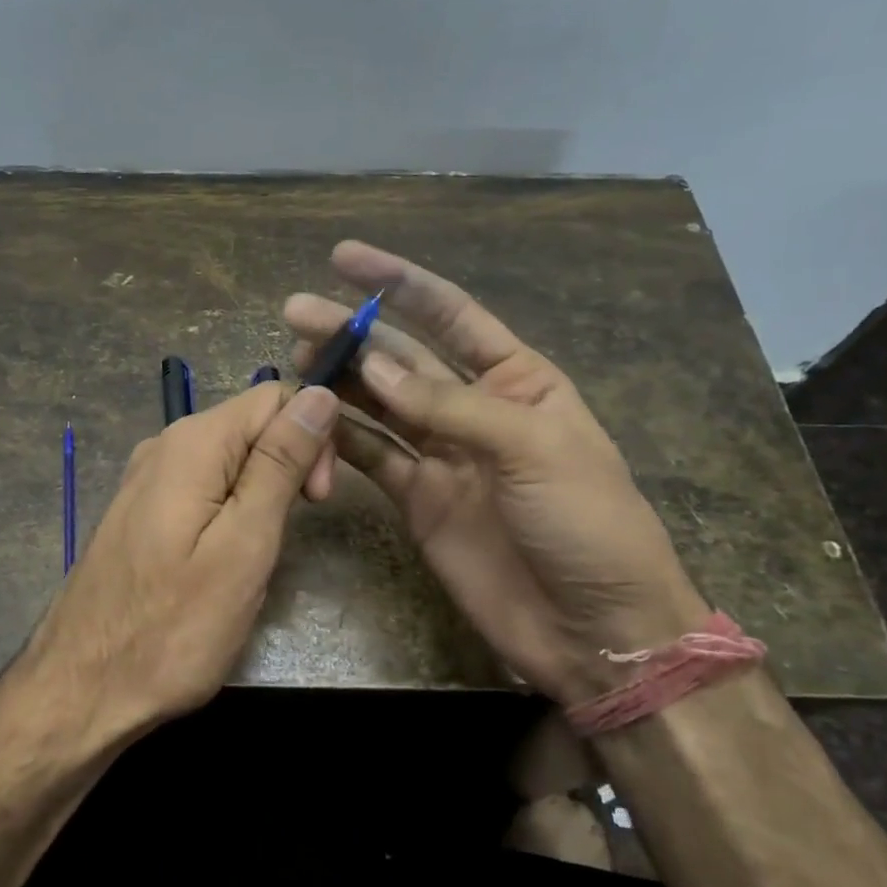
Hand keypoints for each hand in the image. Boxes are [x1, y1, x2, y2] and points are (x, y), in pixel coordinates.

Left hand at [0, 382, 340, 755]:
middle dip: (290, 464)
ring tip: (257, 555)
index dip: (312, 436)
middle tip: (290, 534)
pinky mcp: (141, 511)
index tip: (317, 501)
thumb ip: (280, 464)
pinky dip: (230, 510)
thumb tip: (318, 394)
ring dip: (262, 492)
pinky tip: (225, 557)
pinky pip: (203, 486)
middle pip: (251, 423)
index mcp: (192, 443)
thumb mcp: (244, 545)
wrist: (82, 690)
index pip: (275, 397)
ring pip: (230, 458)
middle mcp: (164, 445)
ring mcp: (147, 479)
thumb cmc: (173, 628)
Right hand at [284, 241, 704, 704]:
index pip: (450, 314)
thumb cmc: (586, 523)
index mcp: (518, 380)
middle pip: (401, 358)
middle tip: (296, 312)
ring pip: (377, 405)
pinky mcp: (416, 499)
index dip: (398, 283)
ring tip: (294, 362)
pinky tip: (309, 422)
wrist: (592, 628)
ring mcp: (441, 455)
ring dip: (338, 381)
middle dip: (351, 332)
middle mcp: (473, 408)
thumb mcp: (532, 448)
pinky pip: (371, 457)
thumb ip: (449, 405)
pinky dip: (340, 440)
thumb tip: (372, 367)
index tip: (344, 258)